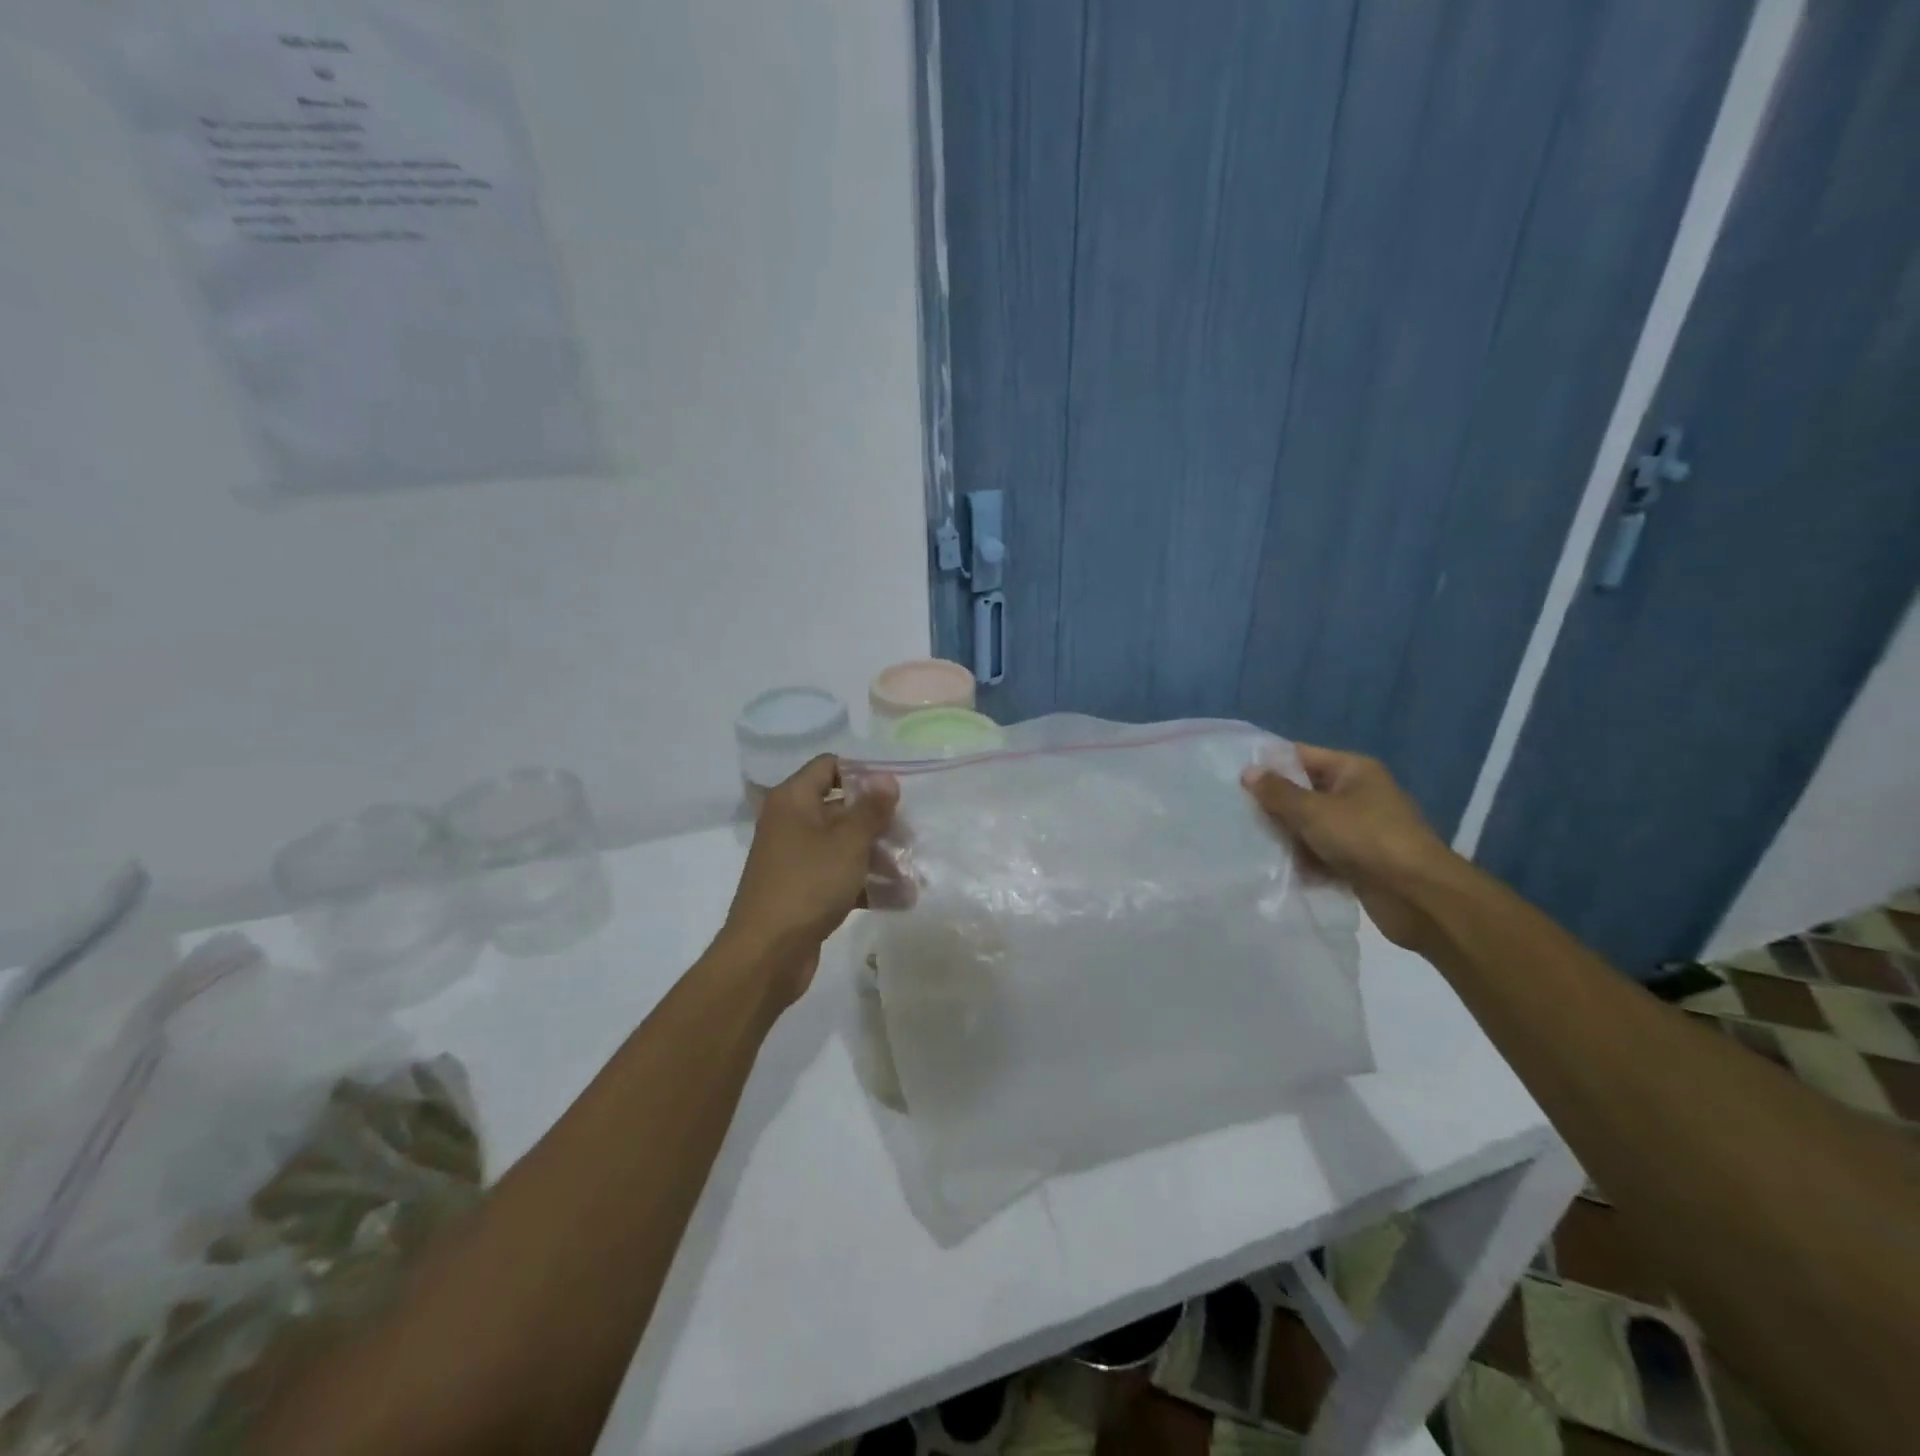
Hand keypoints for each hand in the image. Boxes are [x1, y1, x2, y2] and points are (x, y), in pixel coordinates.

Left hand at [720, 755, 899, 1004]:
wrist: (767, 954)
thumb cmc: (808, 885)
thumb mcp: (847, 843)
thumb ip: (870, 809)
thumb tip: (886, 778)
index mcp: (794, 800)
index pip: (829, 766)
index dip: (863, 774)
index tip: (895, 793)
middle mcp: (791, 823)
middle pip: (841, 808)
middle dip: (878, 823)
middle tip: (911, 837)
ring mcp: (796, 858)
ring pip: (844, 845)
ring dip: (878, 857)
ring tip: (913, 874)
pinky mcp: (803, 890)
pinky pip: (839, 876)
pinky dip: (865, 884)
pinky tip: (899, 899)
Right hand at [1240, 744, 1458, 952]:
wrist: (1418, 896)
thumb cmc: (1365, 839)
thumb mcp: (1313, 811)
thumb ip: (1277, 792)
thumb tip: (1248, 772)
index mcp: (1353, 770)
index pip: (1301, 756)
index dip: (1269, 765)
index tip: (1235, 779)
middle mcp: (1358, 793)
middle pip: (1305, 792)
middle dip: (1276, 806)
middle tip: (1239, 815)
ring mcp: (1361, 828)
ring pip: (1311, 825)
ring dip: (1288, 837)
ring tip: (1255, 846)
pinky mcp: (1361, 860)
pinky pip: (1323, 853)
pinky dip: (1306, 861)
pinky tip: (1282, 871)